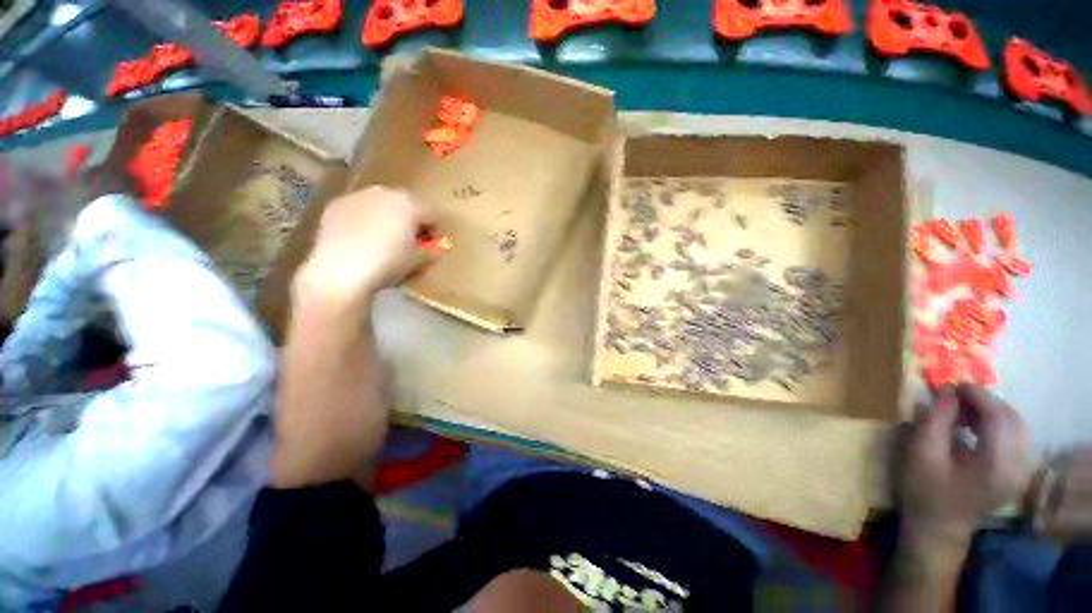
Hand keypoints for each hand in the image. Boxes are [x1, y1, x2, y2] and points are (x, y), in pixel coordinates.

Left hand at [295, 186, 434, 303]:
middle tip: (409, 241)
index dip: (436, 230)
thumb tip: (435, 249)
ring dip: (388, 217)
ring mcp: (358, 196)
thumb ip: (431, 251)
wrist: (341, 271)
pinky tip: (360, 238)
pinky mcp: (336, 204)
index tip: (431, 246)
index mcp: (410, 204)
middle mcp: (385, 192)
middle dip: (411, 220)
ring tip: (383, 239)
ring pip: (382, 203)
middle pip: (407, 204)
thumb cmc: (388, 264)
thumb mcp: (417, 261)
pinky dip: (364, 219)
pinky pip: (359, 209)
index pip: (433, 213)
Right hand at [900, 384, 1033, 544]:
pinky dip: (997, 423)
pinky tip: (975, 425)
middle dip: (984, 401)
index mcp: (997, 464)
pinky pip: (1015, 436)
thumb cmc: (924, 489)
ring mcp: (1021, 471)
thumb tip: (947, 390)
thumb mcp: (922, 452)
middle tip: (955, 396)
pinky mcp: (1017, 472)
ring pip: (1016, 425)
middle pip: (1012, 418)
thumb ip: (936, 419)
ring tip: (962, 410)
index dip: (977, 395)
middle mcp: (1018, 465)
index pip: (998, 416)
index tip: (951, 384)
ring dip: (991, 411)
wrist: (937, 526)